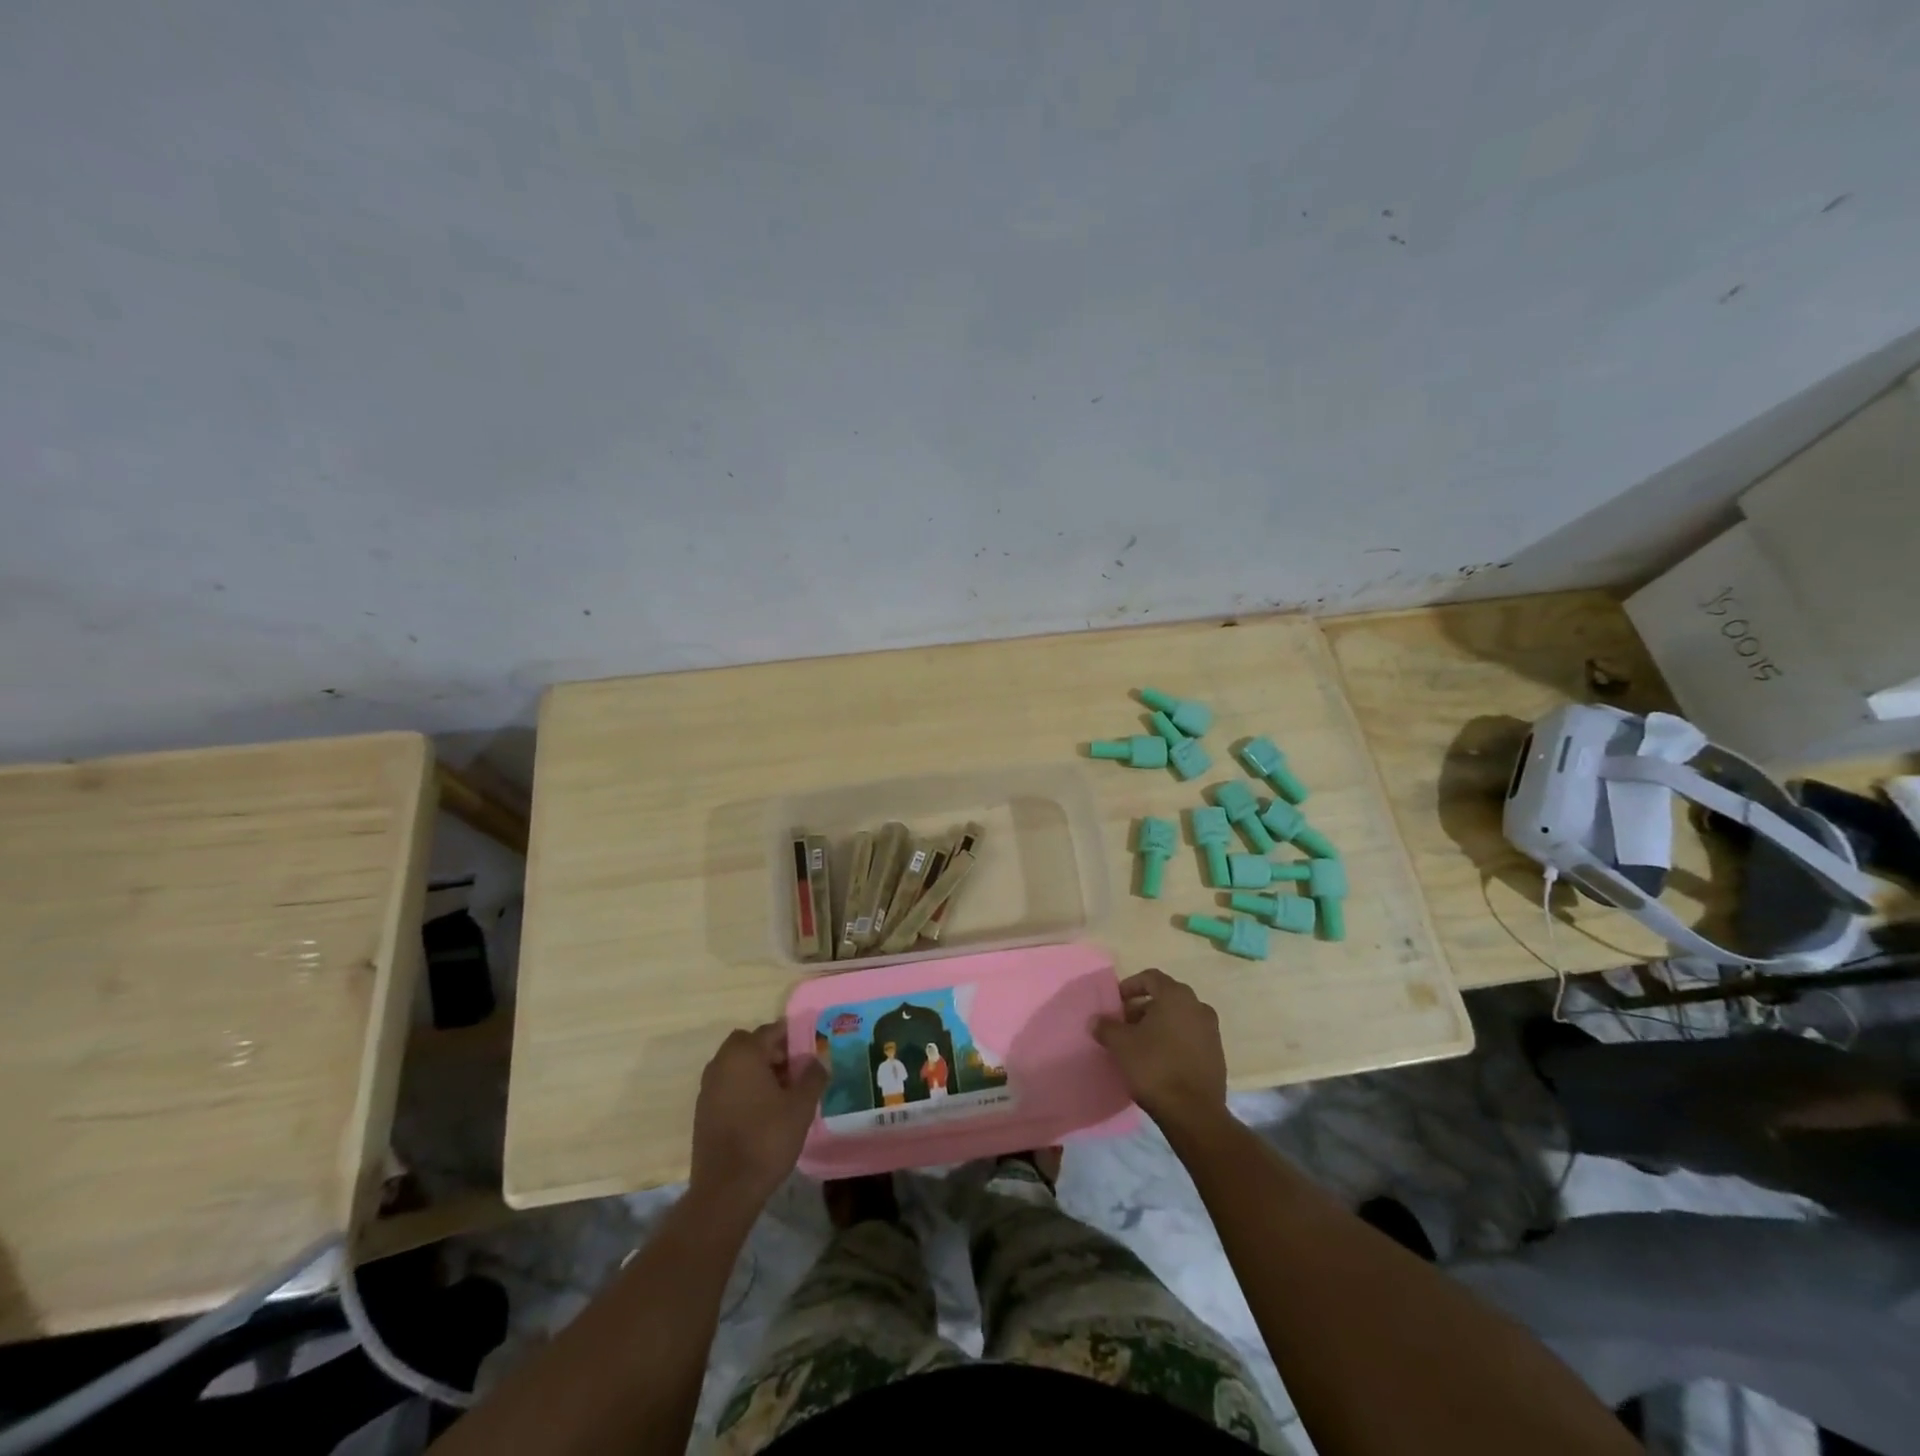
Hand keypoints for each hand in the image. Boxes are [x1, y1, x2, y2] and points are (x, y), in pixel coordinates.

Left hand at [689, 1023, 827, 1214]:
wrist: (725, 1190)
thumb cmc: (767, 1139)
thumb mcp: (801, 1106)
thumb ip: (812, 1076)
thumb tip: (816, 1061)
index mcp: (743, 1054)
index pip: (772, 1031)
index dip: (794, 1038)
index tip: (810, 1054)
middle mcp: (721, 1063)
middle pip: (751, 1044)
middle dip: (773, 1052)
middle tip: (795, 1073)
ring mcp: (708, 1087)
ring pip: (738, 1065)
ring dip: (758, 1071)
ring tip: (782, 1095)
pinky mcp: (703, 1111)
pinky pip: (728, 1086)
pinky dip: (744, 1089)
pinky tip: (763, 1113)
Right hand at [1092, 968, 1227, 1135]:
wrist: (1194, 1113)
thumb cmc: (1154, 1067)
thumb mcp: (1121, 1044)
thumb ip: (1106, 1027)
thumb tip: (1096, 1020)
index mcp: (1176, 996)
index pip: (1150, 977)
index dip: (1130, 986)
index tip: (1116, 1003)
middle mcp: (1198, 1007)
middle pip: (1165, 997)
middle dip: (1142, 1007)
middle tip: (1124, 1024)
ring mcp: (1211, 1031)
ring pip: (1179, 1018)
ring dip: (1158, 1024)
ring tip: (1139, 1044)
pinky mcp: (1217, 1055)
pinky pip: (1190, 1037)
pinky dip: (1173, 1040)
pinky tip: (1159, 1059)